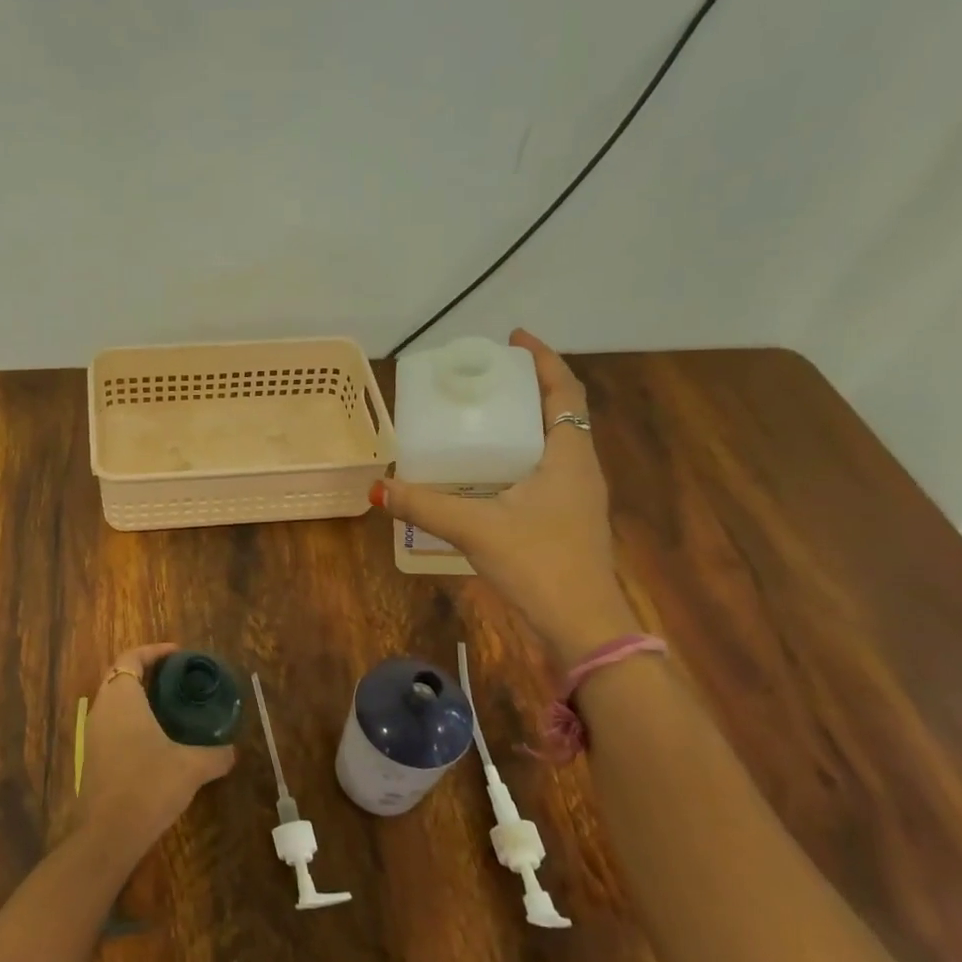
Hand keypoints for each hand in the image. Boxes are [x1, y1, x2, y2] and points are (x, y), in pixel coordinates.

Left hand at [74, 643, 235, 862]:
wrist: (108, 834)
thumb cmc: (149, 786)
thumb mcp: (191, 767)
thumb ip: (215, 754)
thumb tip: (232, 751)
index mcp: (122, 698)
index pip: (131, 658)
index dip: (153, 651)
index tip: (178, 654)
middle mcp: (102, 709)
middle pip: (119, 676)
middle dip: (146, 672)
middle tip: (177, 677)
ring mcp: (92, 735)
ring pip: (114, 702)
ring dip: (138, 697)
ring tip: (170, 706)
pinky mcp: (92, 758)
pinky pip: (112, 725)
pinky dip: (131, 720)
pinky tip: (156, 739)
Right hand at [375, 329, 637, 662]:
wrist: (583, 623)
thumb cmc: (538, 562)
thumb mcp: (475, 528)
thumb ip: (425, 506)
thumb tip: (378, 489)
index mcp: (568, 455)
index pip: (564, 390)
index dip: (543, 359)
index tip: (513, 338)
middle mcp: (579, 467)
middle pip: (559, 412)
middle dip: (527, 388)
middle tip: (485, 378)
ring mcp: (577, 496)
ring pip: (553, 443)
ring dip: (524, 423)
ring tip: (482, 417)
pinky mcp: (568, 520)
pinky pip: (545, 470)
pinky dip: (519, 456)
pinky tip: (488, 473)